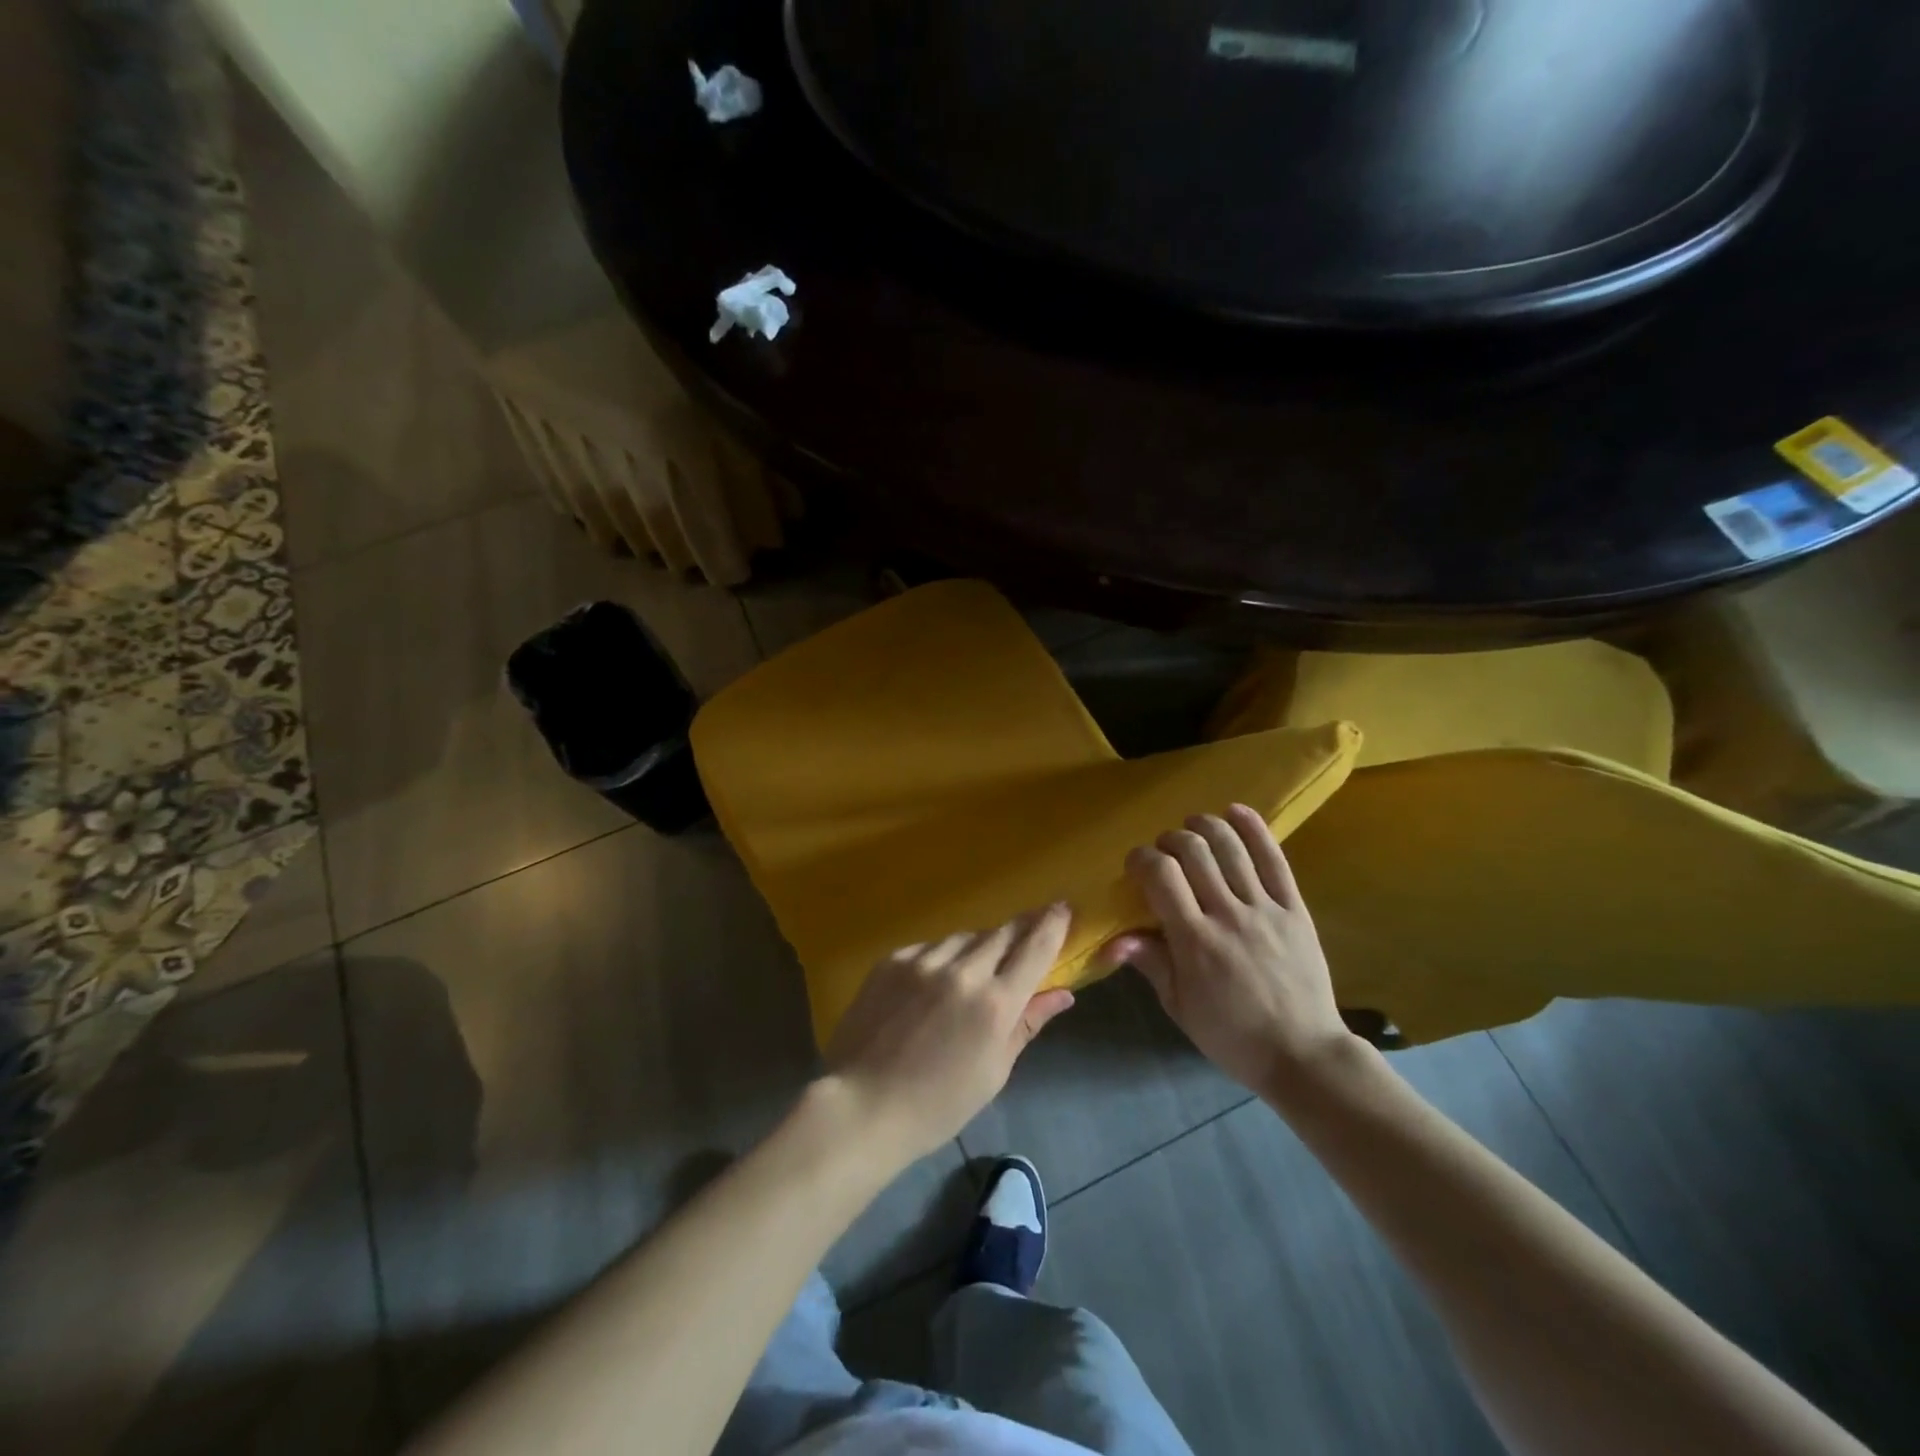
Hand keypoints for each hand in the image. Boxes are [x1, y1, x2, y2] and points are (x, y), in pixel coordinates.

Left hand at [824, 904, 1076, 1164]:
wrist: (862, 1105)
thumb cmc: (937, 1104)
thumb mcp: (993, 1071)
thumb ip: (1027, 1024)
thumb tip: (1062, 994)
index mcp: (995, 1004)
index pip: (1036, 948)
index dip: (1053, 924)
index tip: (1064, 907)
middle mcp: (963, 971)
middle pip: (1002, 933)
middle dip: (1021, 929)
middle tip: (1030, 929)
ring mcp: (923, 961)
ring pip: (965, 938)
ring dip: (979, 946)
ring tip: (977, 968)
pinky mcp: (893, 959)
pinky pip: (930, 947)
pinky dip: (943, 957)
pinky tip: (936, 981)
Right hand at [1104, 805, 1356, 1098]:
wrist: (1303, 1055)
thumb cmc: (1231, 1035)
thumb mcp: (1180, 1006)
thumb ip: (1150, 963)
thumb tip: (1113, 939)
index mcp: (1195, 941)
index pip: (1161, 876)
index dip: (1142, 859)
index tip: (1135, 864)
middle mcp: (1228, 915)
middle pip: (1194, 852)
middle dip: (1170, 840)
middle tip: (1164, 851)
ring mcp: (1265, 909)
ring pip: (1231, 847)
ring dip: (1205, 826)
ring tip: (1192, 826)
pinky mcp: (1295, 909)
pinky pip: (1274, 859)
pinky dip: (1254, 829)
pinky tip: (1235, 811)